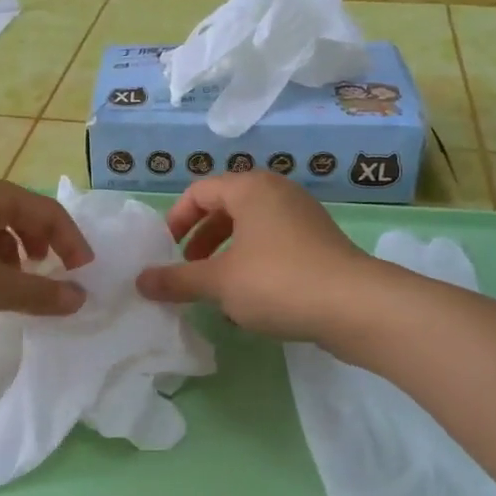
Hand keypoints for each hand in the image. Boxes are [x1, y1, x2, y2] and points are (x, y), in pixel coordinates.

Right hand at [135, 172, 372, 342]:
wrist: (355, 307)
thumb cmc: (278, 281)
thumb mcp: (219, 282)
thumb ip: (176, 280)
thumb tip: (139, 281)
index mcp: (250, 189)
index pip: (199, 191)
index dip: (175, 220)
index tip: (165, 252)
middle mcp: (278, 194)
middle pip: (226, 208)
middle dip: (201, 240)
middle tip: (188, 270)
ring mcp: (303, 218)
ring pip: (251, 231)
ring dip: (226, 258)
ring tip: (215, 291)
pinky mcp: (320, 245)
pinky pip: (274, 247)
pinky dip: (253, 267)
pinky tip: (249, 304)